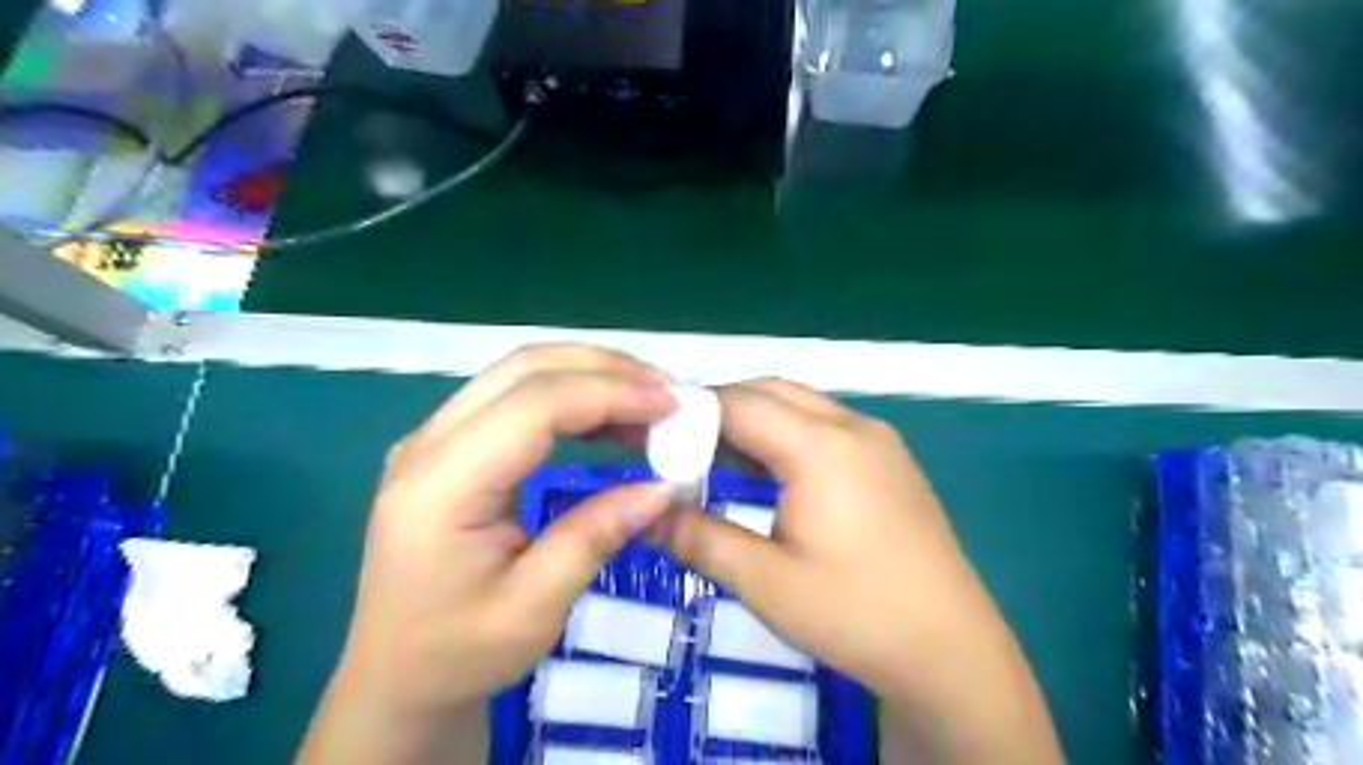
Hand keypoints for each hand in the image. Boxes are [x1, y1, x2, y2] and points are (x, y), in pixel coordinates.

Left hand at [298, 348, 679, 764]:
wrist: (395, 675)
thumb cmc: (459, 652)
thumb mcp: (535, 608)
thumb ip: (595, 536)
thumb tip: (664, 486)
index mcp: (441, 486)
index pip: (533, 405)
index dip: (609, 394)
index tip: (671, 406)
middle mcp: (429, 444)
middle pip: (525, 369)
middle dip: (605, 369)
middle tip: (668, 393)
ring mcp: (434, 438)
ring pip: (521, 372)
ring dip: (591, 376)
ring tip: (650, 402)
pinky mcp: (451, 445)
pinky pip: (517, 396)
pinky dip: (572, 395)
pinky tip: (610, 418)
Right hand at [653, 380, 1058, 764]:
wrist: (952, 651)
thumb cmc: (855, 614)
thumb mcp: (764, 581)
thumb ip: (698, 538)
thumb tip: (643, 514)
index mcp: (821, 446)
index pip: (740, 403)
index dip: (690, 413)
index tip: (651, 436)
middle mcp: (852, 426)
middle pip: (771, 392)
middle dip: (720, 410)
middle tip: (679, 448)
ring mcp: (877, 440)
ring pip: (799, 405)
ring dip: (754, 422)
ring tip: (712, 458)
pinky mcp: (889, 460)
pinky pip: (825, 426)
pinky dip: (785, 435)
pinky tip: (767, 473)